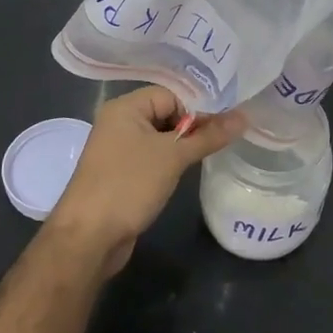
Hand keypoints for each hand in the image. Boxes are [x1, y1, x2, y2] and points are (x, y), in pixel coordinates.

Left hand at [45, 86, 245, 277]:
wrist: (88, 238)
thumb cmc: (129, 185)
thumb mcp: (174, 157)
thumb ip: (209, 135)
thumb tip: (244, 117)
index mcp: (125, 107)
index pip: (172, 94)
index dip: (199, 106)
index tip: (228, 121)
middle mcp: (119, 122)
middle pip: (166, 113)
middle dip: (194, 125)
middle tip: (226, 135)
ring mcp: (118, 149)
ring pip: (160, 137)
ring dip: (184, 144)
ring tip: (213, 151)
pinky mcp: (120, 173)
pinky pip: (152, 156)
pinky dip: (170, 160)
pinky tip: (189, 170)